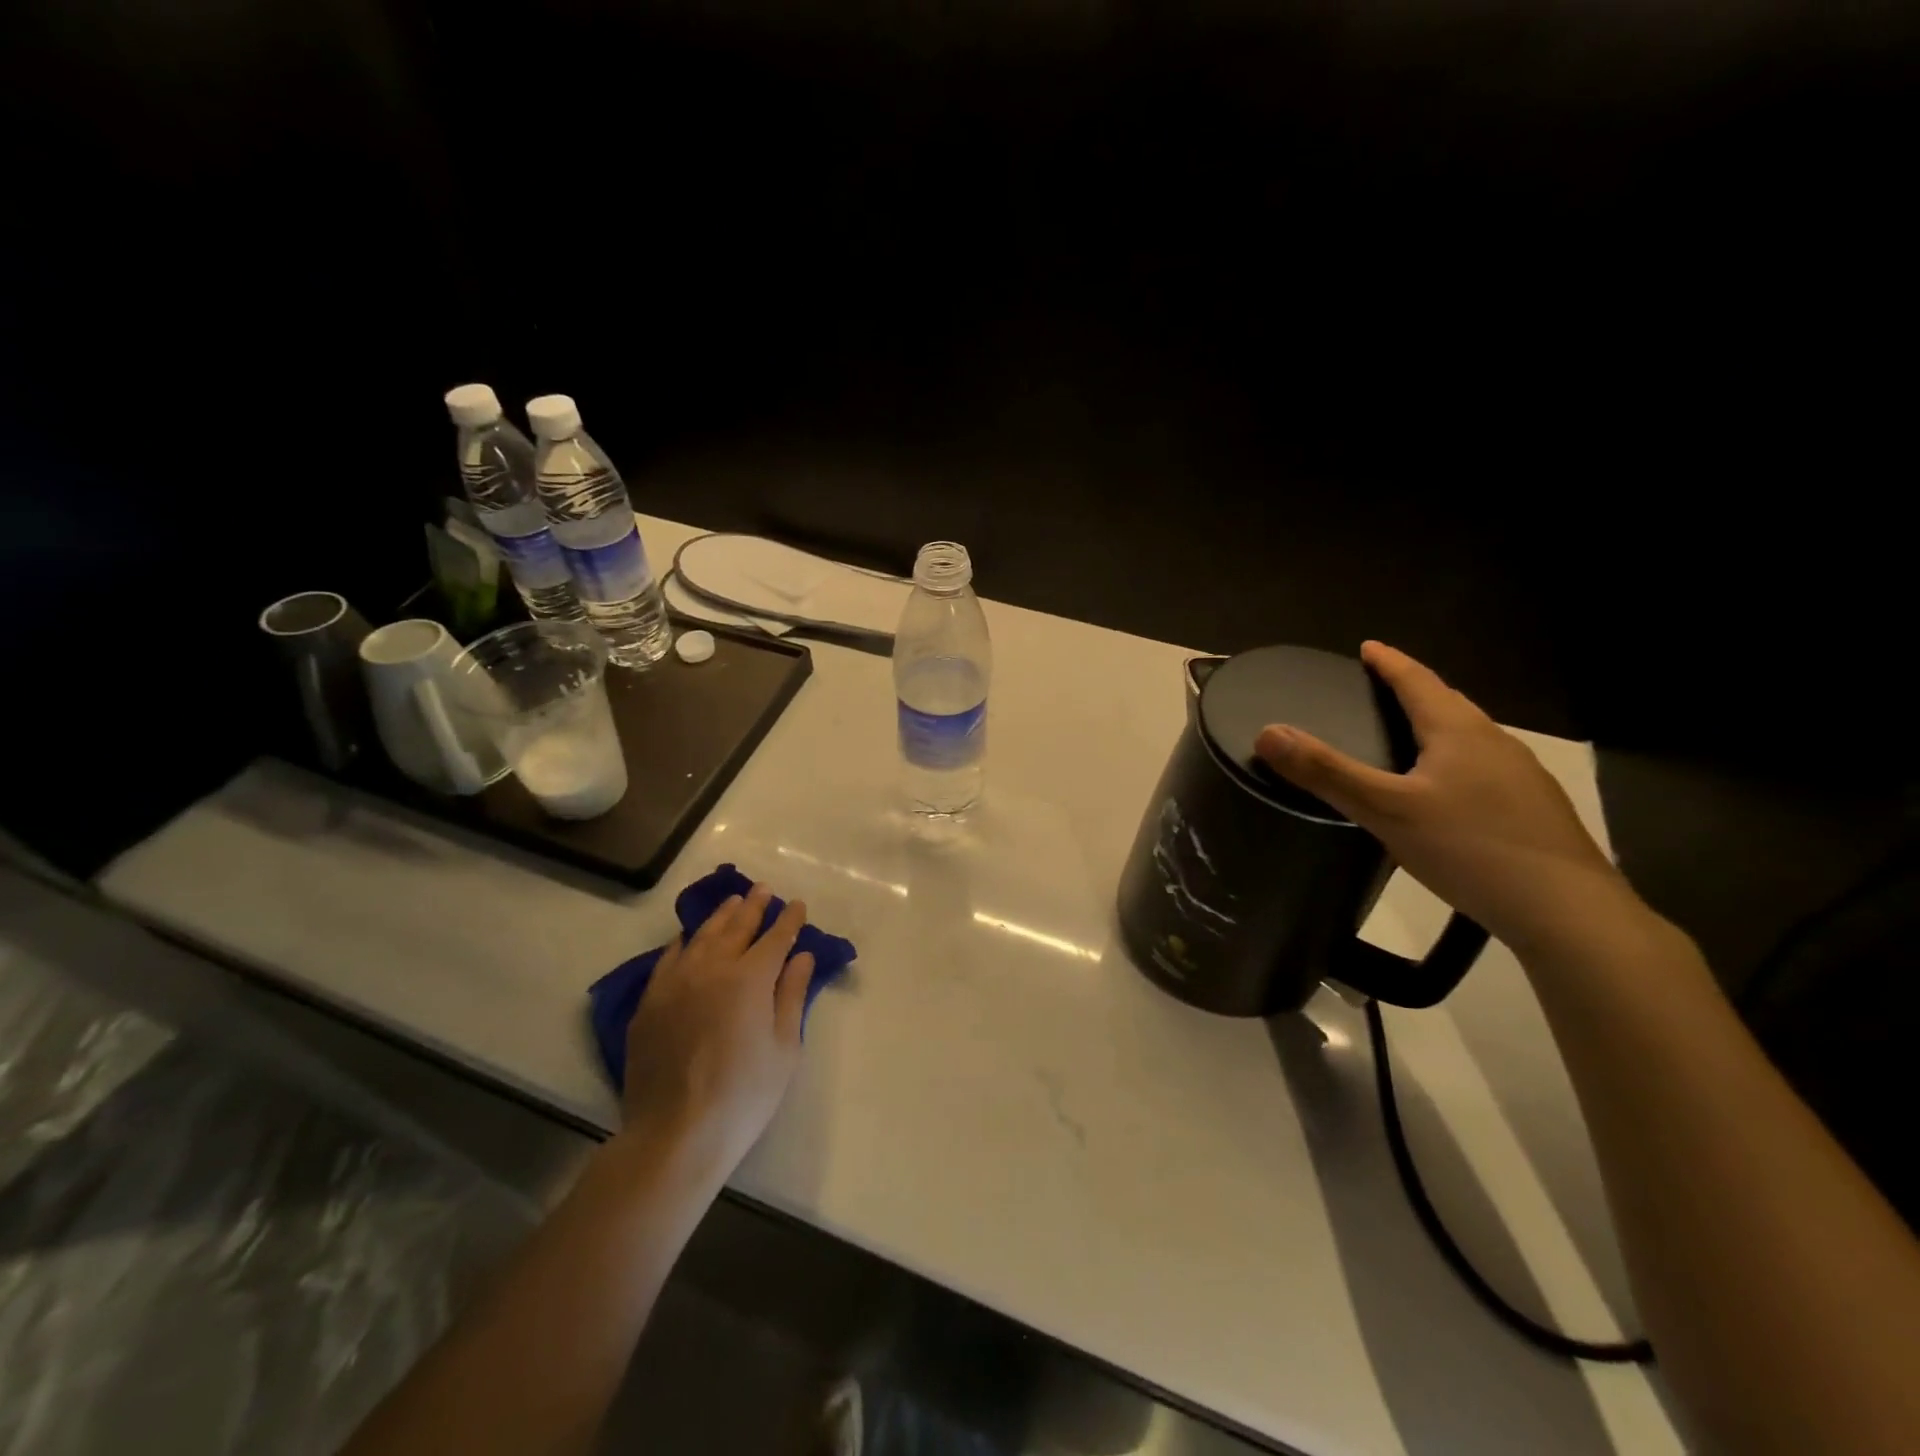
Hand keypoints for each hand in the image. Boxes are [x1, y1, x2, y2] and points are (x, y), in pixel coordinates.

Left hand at [621, 884, 816, 1173]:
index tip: (798, 905)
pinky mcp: (650, 1001)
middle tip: (765, 890)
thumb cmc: (744, 1094)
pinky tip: (689, 937)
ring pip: (701, 936)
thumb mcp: (784, 1047)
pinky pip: (669, 958)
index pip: (775, 937)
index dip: (790, 920)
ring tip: (734, 902)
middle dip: (755, 906)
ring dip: (721, 916)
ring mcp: (676, 982)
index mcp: (750, 978)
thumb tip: (802, 956)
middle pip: (737, 927)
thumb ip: (791, 995)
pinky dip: (684, 941)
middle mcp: (712, 968)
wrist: (676, 1133)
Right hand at [1255, 641, 1637, 954]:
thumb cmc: (1470, 848)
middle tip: (1380, 687)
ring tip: (1408, 736)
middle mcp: (1495, 744)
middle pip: (1449, 704)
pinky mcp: (1533, 811)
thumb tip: (1267, 732)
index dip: (1390, 663)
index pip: (1419, 682)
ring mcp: (1522, 778)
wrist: (1568, 913)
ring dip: (1437, 727)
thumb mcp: (1385, 810)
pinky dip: (1454, 762)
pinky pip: (1483, 768)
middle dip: (1414, 690)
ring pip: (1470, 738)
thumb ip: (1326, 772)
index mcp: (1460, 732)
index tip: (1368, 647)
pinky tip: (1446, 792)